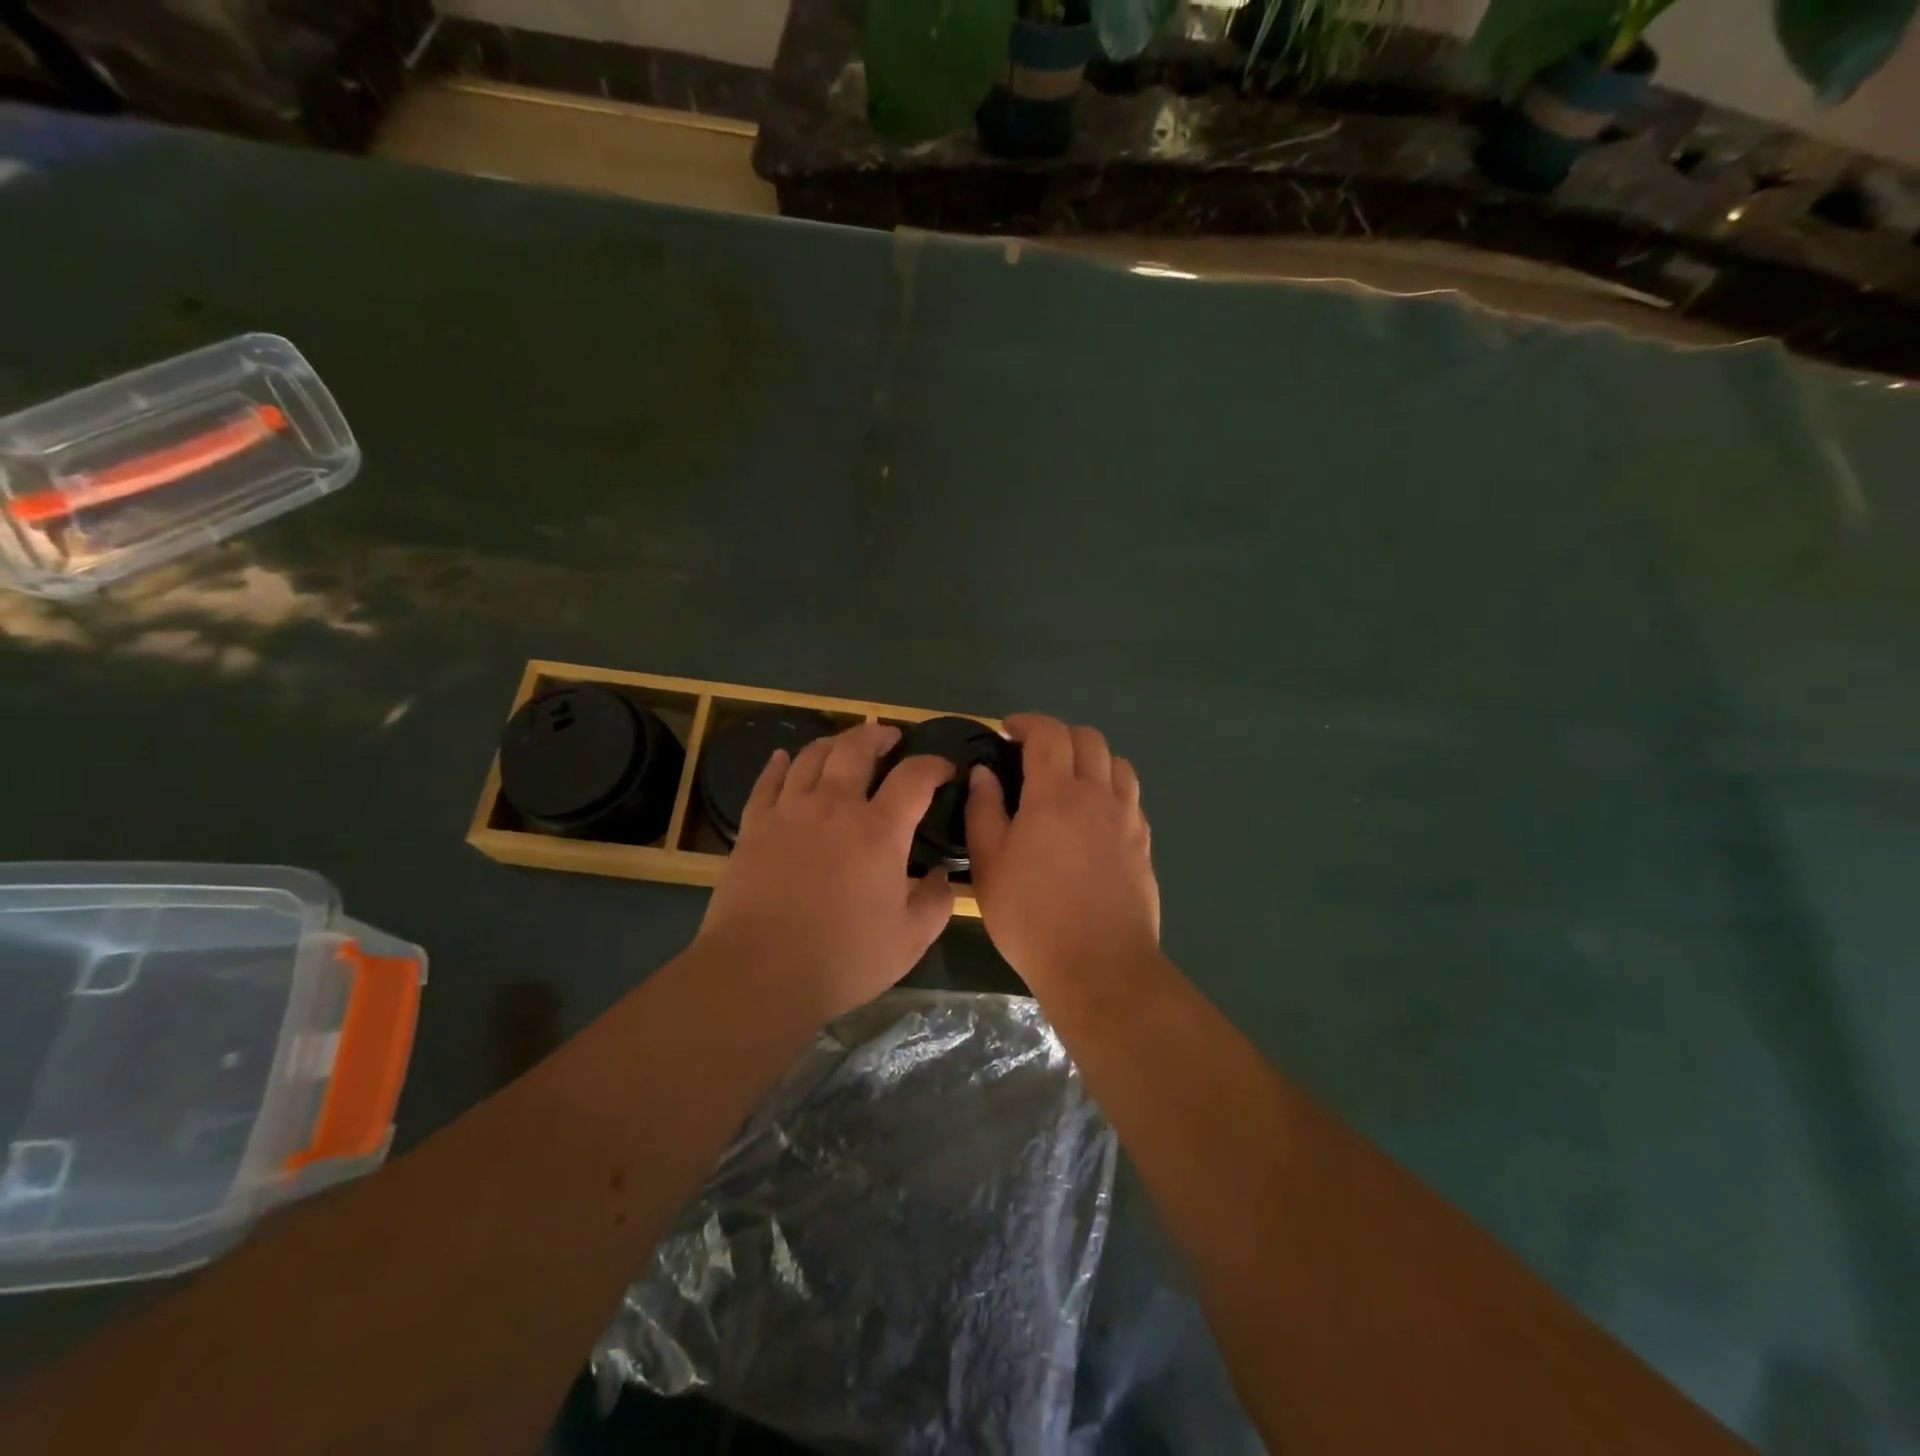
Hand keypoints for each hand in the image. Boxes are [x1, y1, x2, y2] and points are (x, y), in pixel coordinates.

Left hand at [696, 722, 954, 1023]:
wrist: (761, 972)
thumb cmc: (843, 958)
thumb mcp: (910, 940)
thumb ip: (937, 903)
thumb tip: (943, 876)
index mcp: (879, 830)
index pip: (914, 777)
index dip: (934, 765)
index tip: (945, 769)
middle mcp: (835, 806)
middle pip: (856, 748)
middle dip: (878, 735)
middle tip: (890, 737)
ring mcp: (789, 812)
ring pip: (810, 757)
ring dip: (832, 743)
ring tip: (843, 745)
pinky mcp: (754, 827)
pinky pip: (766, 782)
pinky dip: (778, 765)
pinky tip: (782, 759)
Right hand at [966, 714, 1159, 988]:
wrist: (1099, 966)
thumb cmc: (1031, 916)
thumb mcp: (989, 864)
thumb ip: (984, 810)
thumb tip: (984, 773)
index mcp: (1055, 793)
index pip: (1048, 733)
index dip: (1027, 723)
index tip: (1007, 731)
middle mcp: (1097, 794)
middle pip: (1089, 738)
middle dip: (1059, 735)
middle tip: (1034, 755)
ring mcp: (1127, 818)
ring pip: (1117, 763)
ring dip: (1091, 758)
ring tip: (1069, 780)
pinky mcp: (1143, 843)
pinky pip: (1131, 796)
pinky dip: (1111, 788)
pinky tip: (1094, 815)